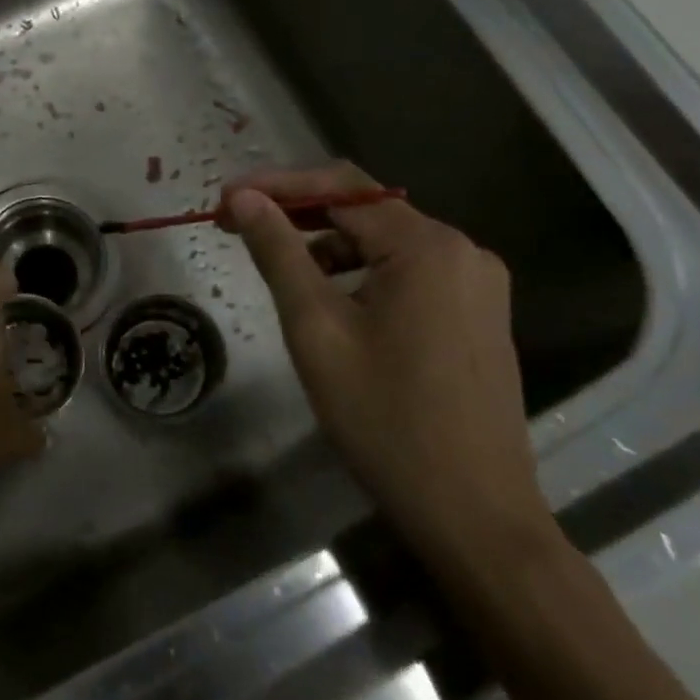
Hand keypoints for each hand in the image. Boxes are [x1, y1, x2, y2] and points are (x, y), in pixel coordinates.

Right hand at [221, 163, 553, 567]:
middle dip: (297, 213)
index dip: (277, 185)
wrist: (474, 514)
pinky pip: (408, 272)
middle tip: (236, 225)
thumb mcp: (316, 329)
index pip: (341, 187)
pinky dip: (362, 272)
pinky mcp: (477, 314)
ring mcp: (476, 284)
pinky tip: (330, 299)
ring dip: (328, 245)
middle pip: (365, 210)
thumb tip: (244, 198)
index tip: (223, 199)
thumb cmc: (385, 419)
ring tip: (278, 266)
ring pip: (385, 242)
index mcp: (427, 246)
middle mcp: (461, 250)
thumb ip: (279, 253)